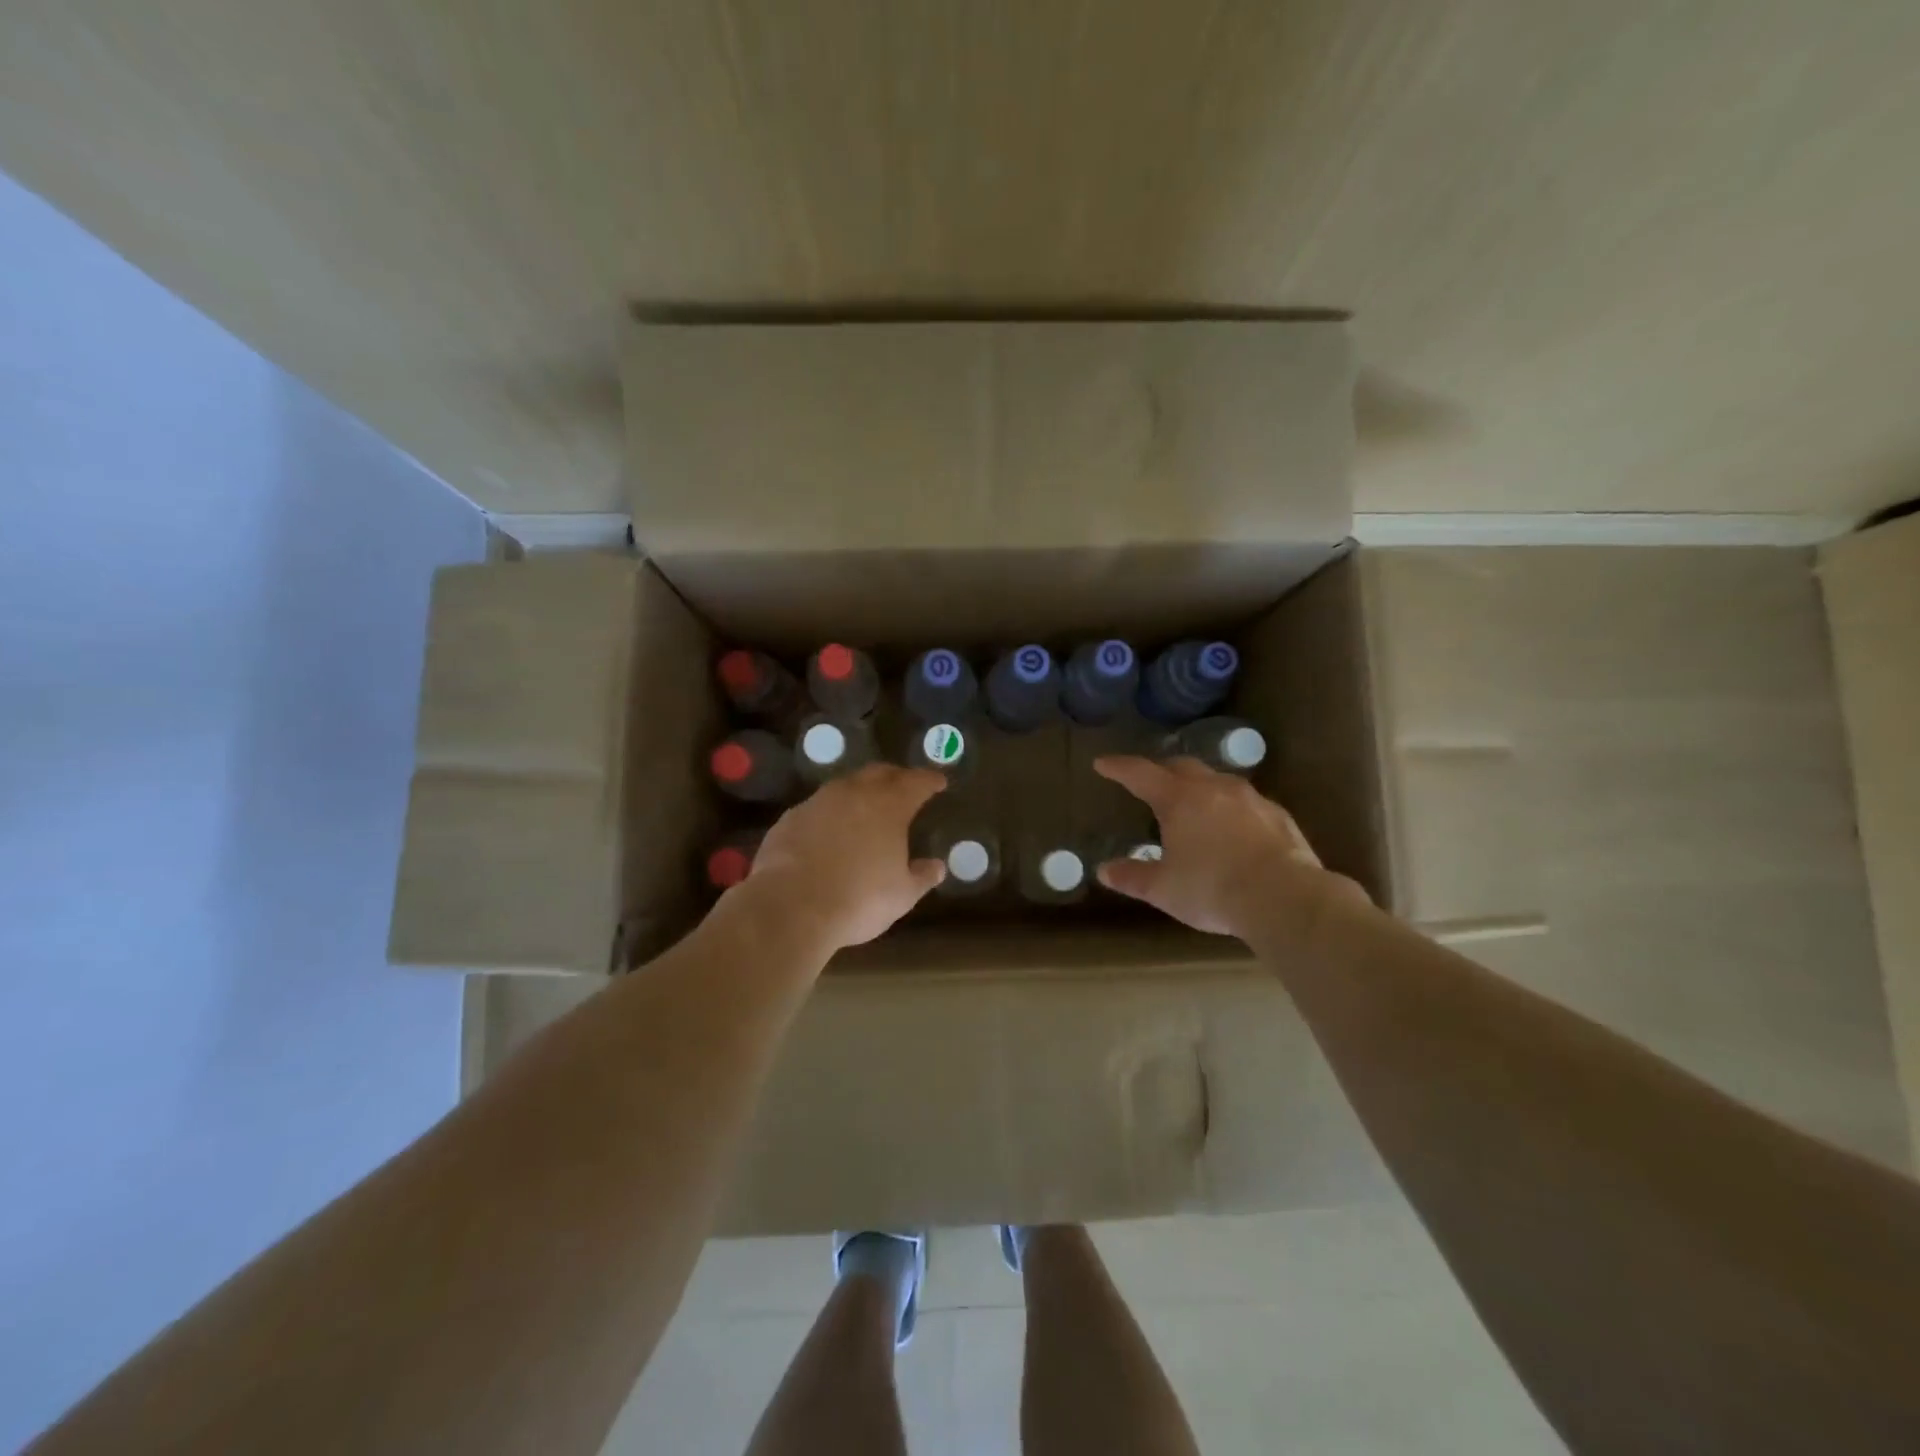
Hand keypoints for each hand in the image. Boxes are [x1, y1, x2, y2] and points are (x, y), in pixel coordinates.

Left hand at [741, 764, 948, 951]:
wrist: (791, 906)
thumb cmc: (859, 899)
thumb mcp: (902, 895)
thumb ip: (922, 876)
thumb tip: (937, 866)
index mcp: (889, 806)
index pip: (917, 782)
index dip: (930, 780)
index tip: (939, 782)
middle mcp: (855, 793)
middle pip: (880, 773)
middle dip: (896, 776)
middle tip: (905, 786)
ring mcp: (819, 802)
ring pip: (846, 785)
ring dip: (861, 791)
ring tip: (867, 805)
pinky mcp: (791, 818)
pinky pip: (818, 807)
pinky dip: (831, 813)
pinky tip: (830, 830)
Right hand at [1093, 755, 1367, 943]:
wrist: (1285, 898)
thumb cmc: (1213, 889)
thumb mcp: (1163, 889)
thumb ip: (1132, 876)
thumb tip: (1104, 871)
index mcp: (1179, 799)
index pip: (1140, 773)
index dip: (1118, 767)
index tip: (1102, 763)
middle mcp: (1214, 788)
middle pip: (1181, 766)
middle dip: (1161, 770)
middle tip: (1149, 782)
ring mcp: (1250, 798)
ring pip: (1216, 780)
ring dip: (1198, 786)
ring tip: (1190, 804)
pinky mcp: (1277, 815)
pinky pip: (1244, 801)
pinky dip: (1228, 807)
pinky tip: (1230, 828)